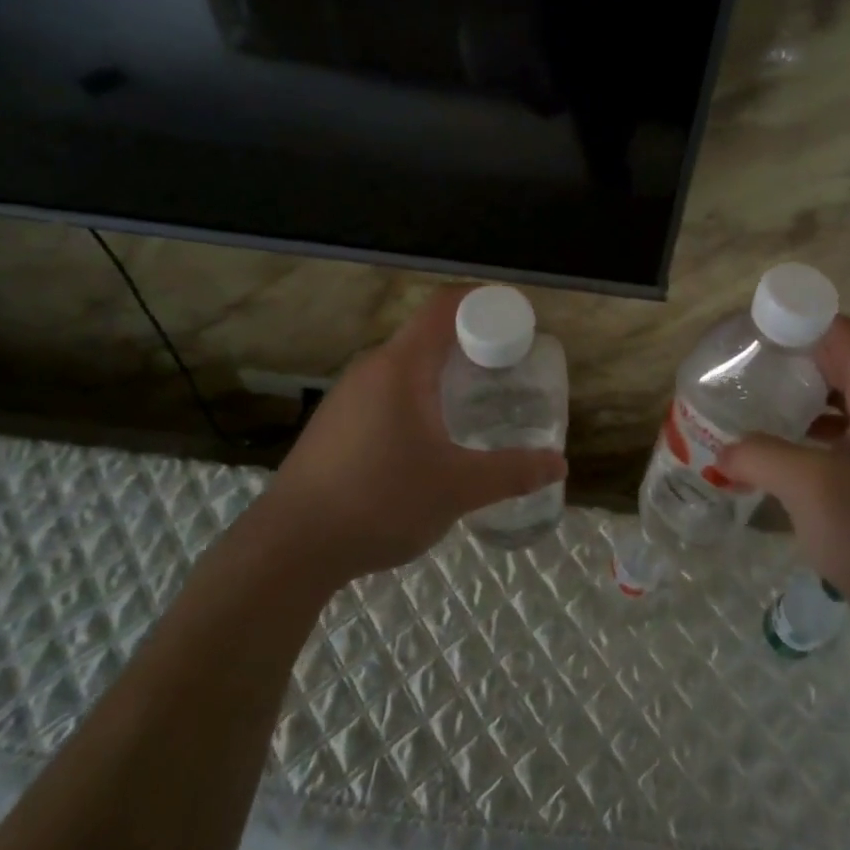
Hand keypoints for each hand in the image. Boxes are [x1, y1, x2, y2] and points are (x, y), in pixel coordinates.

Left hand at [237, 286, 567, 587]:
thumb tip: (559, 464)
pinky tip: (431, 437)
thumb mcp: (457, 489)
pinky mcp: (335, 422)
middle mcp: (372, 367)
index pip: (446, 306)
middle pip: (429, 334)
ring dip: (445, 373)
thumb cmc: (380, 501)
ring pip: (407, 365)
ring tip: (477, 403)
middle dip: (473, 343)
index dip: (485, 301)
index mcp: (401, 366)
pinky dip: (419, 396)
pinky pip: (387, 390)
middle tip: (509, 369)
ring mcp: (348, 395)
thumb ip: (511, 472)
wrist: (290, 548)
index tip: (518, 320)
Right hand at [717, 316, 849, 639]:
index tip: (757, 329)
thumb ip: (759, 455)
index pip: (845, 336)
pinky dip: (818, 429)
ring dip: (807, 396)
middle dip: (798, 358)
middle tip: (750, 363)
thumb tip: (723, 451)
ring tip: (761, 399)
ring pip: (848, 400)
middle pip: (846, 364)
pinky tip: (785, 448)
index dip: (802, 322)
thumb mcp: (807, 486)